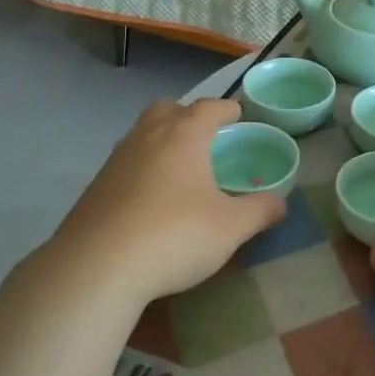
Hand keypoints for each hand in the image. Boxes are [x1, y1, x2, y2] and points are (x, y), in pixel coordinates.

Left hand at [47, 98, 285, 305]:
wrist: (96, 267)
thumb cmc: (175, 235)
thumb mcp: (231, 228)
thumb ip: (260, 211)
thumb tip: (280, 203)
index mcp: (184, 135)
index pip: (209, 107)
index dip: (226, 109)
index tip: (237, 115)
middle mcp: (148, 136)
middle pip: (168, 110)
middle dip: (188, 116)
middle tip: (204, 137)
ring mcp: (116, 160)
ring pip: (142, 134)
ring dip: (161, 141)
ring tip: (179, 169)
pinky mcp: (94, 187)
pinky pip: (125, 164)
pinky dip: (141, 169)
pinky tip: (149, 200)